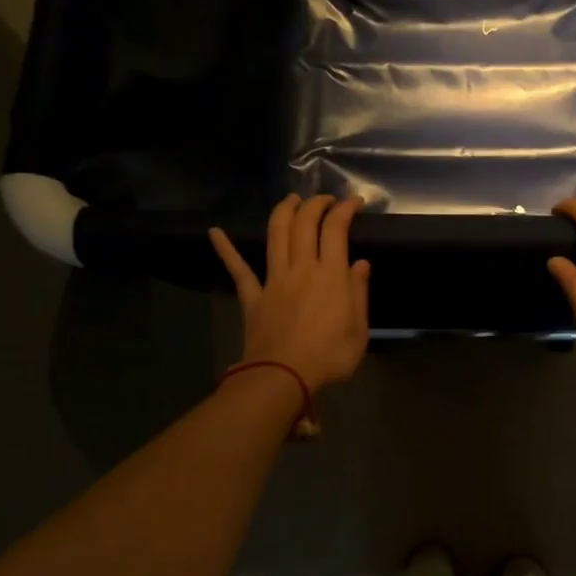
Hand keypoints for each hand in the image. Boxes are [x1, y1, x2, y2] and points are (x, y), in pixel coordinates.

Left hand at [209, 196, 370, 392]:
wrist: (283, 376)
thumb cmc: (329, 356)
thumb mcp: (359, 329)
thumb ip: (359, 292)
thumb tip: (360, 264)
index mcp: (331, 275)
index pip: (336, 229)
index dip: (345, 209)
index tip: (354, 201)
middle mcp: (302, 268)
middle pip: (305, 224)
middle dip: (315, 204)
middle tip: (325, 199)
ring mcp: (274, 279)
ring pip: (276, 235)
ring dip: (283, 211)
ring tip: (291, 199)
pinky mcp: (253, 296)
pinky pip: (238, 268)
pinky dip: (226, 249)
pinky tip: (215, 232)